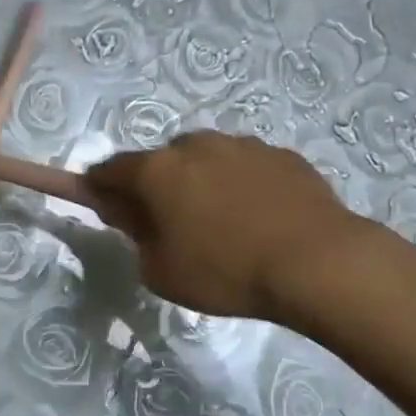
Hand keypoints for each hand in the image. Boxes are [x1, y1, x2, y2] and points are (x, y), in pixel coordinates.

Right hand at [85, 132, 366, 322]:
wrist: (314, 261)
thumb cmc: (225, 271)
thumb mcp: (162, 272)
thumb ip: (136, 237)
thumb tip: (131, 215)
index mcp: (158, 170)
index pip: (111, 169)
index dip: (100, 186)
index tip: (103, 203)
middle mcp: (195, 145)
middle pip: (162, 162)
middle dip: (159, 186)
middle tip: (173, 225)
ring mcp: (241, 144)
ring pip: (207, 160)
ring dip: (204, 183)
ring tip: (226, 226)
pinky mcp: (280, 154)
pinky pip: (247, 167)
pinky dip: (243, 185)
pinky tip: (262, 219)